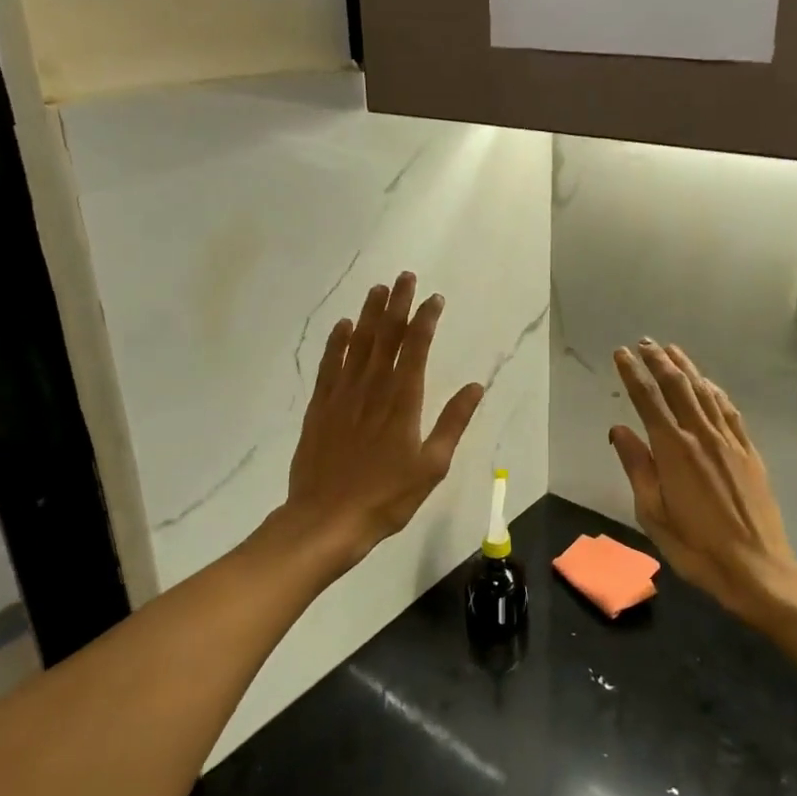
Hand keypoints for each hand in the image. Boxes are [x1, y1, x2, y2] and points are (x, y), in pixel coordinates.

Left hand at [284, 272, 483, 566]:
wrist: (326, 519)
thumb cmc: (387, 497)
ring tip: (377, 289)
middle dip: (397, 304)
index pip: (416, 347)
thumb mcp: (431, 465)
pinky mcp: (320, 406)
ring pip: (357, 343)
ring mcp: (342, 395)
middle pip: (386, 335)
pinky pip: (329, 365)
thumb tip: (476, 386)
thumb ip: (453, 422)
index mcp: (403, 400)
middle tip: (404, 276)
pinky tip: (343, 326)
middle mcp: (372, 387)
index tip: (434, 298)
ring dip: (368, 314)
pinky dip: (336, 342)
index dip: (426, 319)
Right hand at [609, 341, 796, 623]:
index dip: (633, 374)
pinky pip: (729, 411)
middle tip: (644, 343)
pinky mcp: (749, 452)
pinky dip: (714, 391)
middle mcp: (701, 436)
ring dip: (686, 368)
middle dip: (658, 362)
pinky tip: (708, 384)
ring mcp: (729, 442)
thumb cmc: (695, 546)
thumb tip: (619, 430)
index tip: (621, 354)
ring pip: (704, 393)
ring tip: (671, 350)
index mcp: (673, 450)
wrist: (756, 567)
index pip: (648, 400)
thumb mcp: (652, 513)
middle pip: (677, 387)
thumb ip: (636, 467)